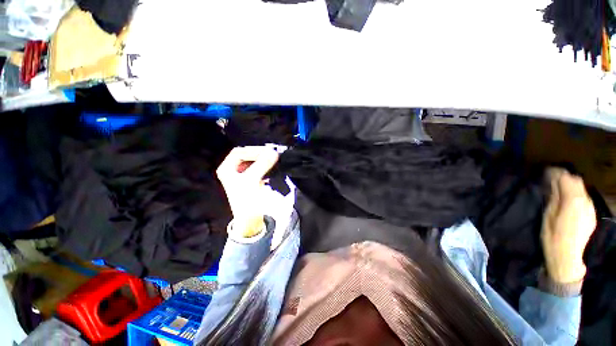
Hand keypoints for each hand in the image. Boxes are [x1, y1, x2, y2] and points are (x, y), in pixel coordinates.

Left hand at [216, 146, 279, 237]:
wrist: (249, 219)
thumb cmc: (245, 200)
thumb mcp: (252, 180)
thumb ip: (262, 165)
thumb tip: (273, 153)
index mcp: (227, 169)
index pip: (238, 153)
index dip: (252, 150)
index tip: (265, 152)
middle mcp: (233, 171)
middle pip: (245, 155)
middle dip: (258, 154)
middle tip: (271, 153)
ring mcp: (242, 175)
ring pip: (252, 162)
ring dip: (262, 159)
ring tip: (272, 158)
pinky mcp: (251, 180)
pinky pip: (258, 168)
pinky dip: (264, 165)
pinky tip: (271, 166)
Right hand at [541, 168, 595, 283]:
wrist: (567, 257)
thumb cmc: (553, 236)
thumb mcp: (548, 215)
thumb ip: (553, 197)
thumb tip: (552, 182)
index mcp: (573, 200)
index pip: (567, 178)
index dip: (557, 173)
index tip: (546, 171)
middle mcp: (585, 201)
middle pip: (577, 182)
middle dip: (565, 178)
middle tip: (552, 179)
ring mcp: (590, 209)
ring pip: (582, 190)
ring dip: (571, 186)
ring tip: (559, 189)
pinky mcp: (591, 215)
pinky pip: (585, 199)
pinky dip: (576, 195)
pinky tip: (569, 201)